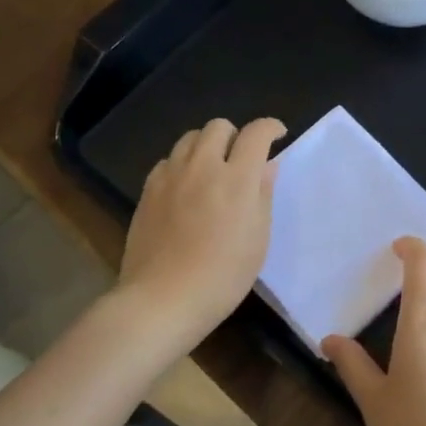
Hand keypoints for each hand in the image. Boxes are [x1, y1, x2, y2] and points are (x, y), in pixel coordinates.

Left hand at [118, 117, 285, 344]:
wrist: (164, 299)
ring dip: (207, 146)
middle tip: (242, 159)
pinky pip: (167, 161)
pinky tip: (185, 188)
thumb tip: (267, 165)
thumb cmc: (224, 275)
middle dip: (236, 135)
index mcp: (237, 179)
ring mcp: (170, 176)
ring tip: (212, 170)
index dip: (271, 127)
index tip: (278, 135)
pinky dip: (182, 165)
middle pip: (218, 126)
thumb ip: (263, 195)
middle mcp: (202, 167)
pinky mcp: (148, 190)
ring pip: (190, 138)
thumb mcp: (258, 239)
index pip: (256, 133)